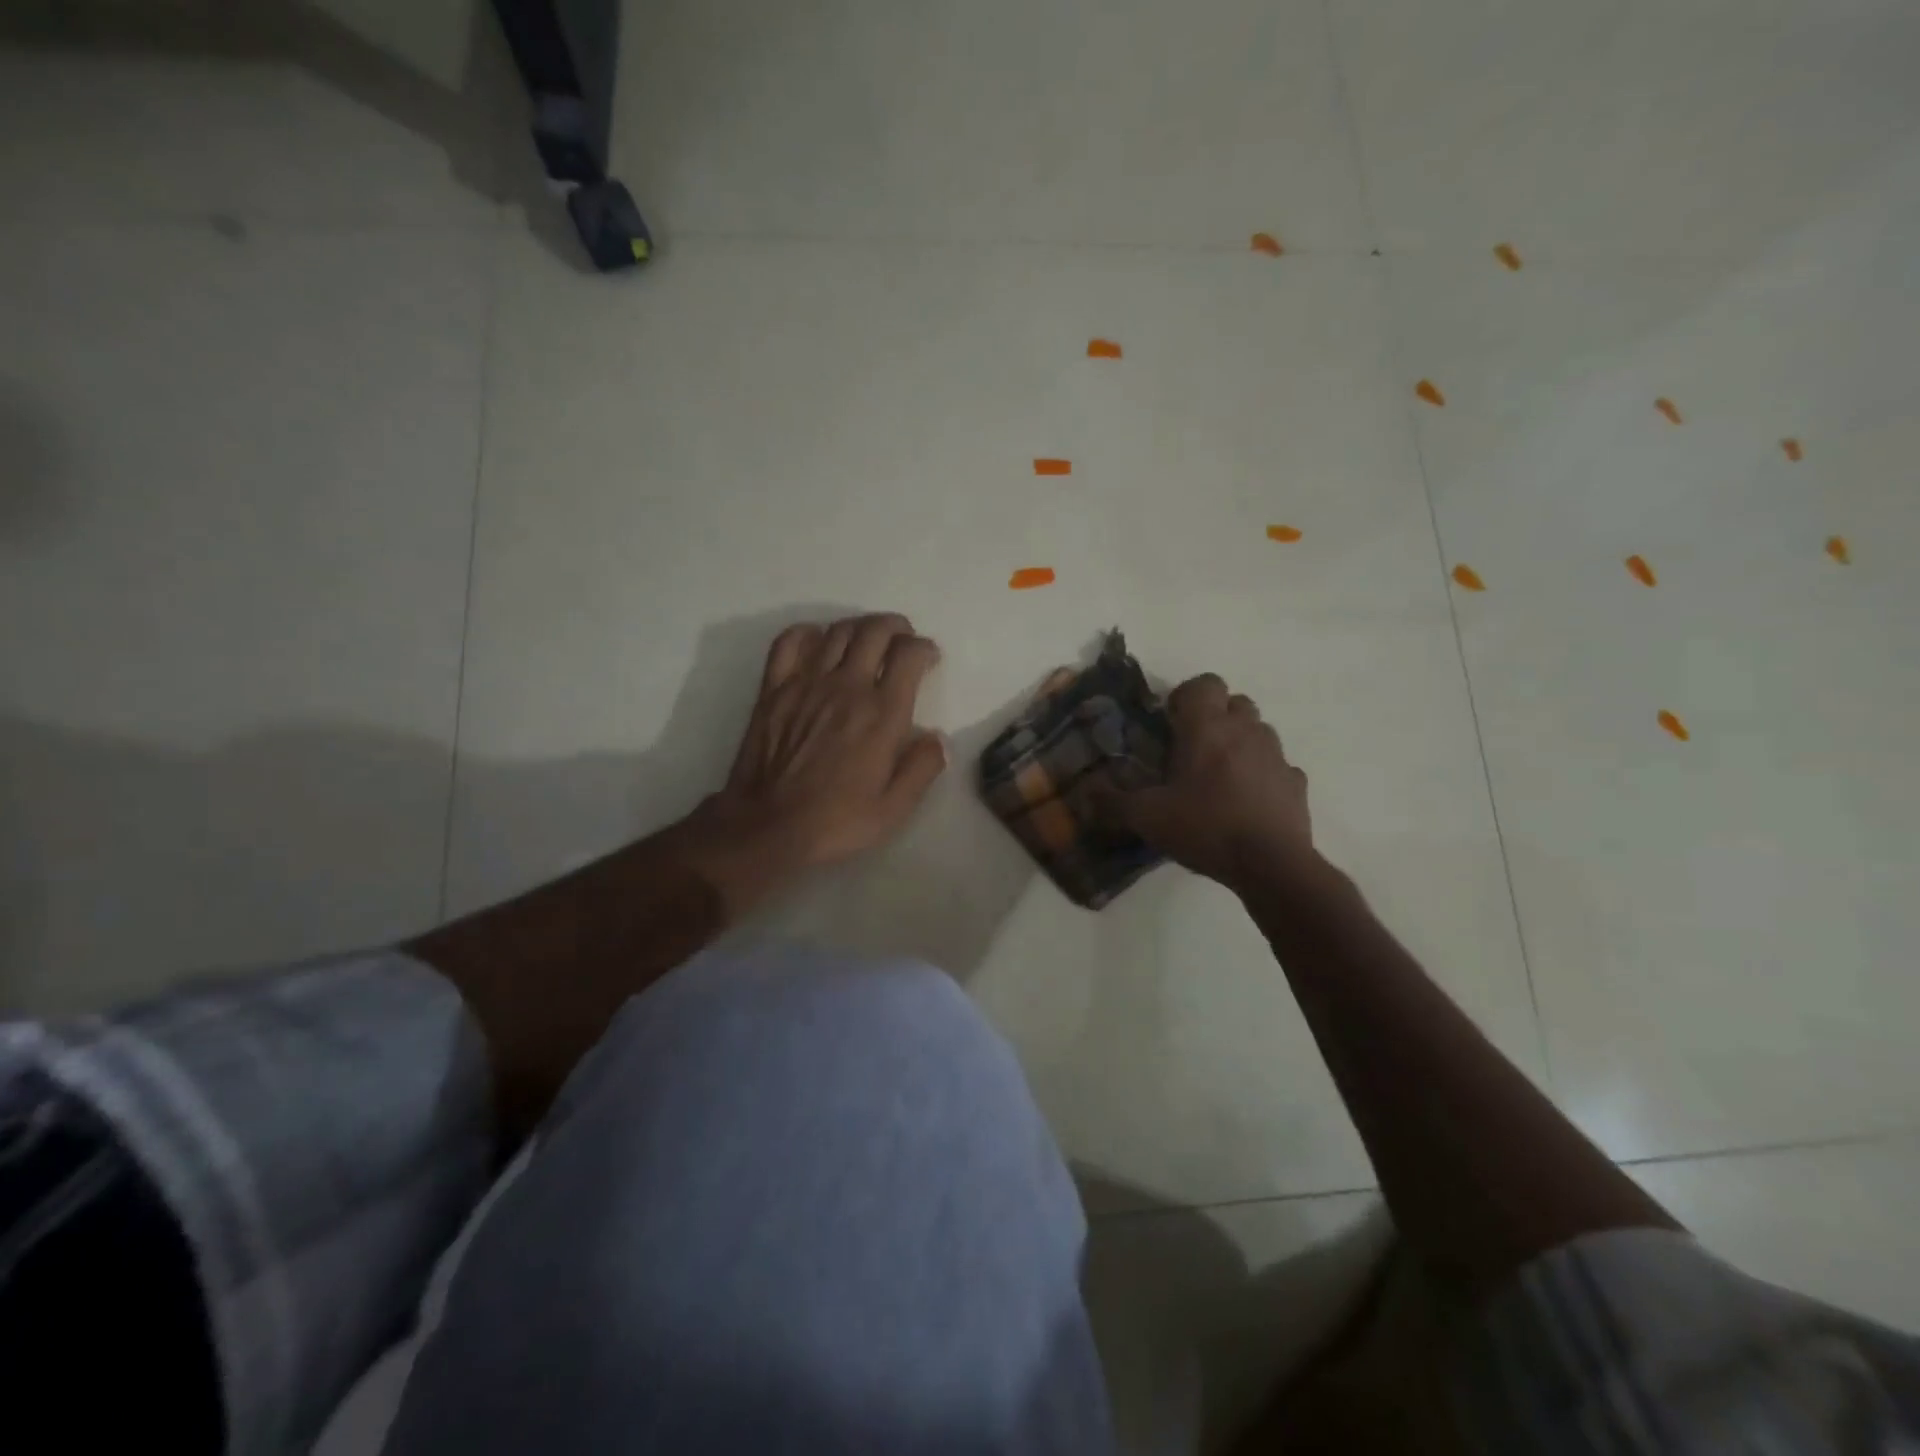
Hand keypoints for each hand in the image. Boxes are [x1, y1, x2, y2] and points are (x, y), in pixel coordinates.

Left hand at [677, 613, 947, 910]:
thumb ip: (922, 768)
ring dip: (860, 627)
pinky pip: (790, 642)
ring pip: (838, 631)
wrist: (767, 826)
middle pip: (875, 630)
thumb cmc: (836, 821)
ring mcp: (806, 683)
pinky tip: (818, 643)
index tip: (928, 658)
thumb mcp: (894, 808)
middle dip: (896, 627)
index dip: (924, 648)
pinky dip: (809, 633)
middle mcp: (847, 686)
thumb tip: (938, 738)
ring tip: (868, 641)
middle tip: (902, 640)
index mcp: (882, 713)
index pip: (909, 655)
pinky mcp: (774, 689)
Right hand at [1102, 673, 1316, 894]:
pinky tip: (1248, 800)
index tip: (1171, 722)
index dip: (1186, 696)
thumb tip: (1085, 794)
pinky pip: (1278, 766)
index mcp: (1208, 728)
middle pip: (1234, 702)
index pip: (1204, 683)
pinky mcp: (1296, 783)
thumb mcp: (1148, 818)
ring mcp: (1276, 756)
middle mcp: (1246, 731)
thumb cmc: (1206, 827)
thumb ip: (1113, 802)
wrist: (1271, 864)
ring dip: (1240, 741)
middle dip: (1214, 716)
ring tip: (1220, 774)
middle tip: (1193, 748)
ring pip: (1259, 730)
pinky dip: (1263, 774)